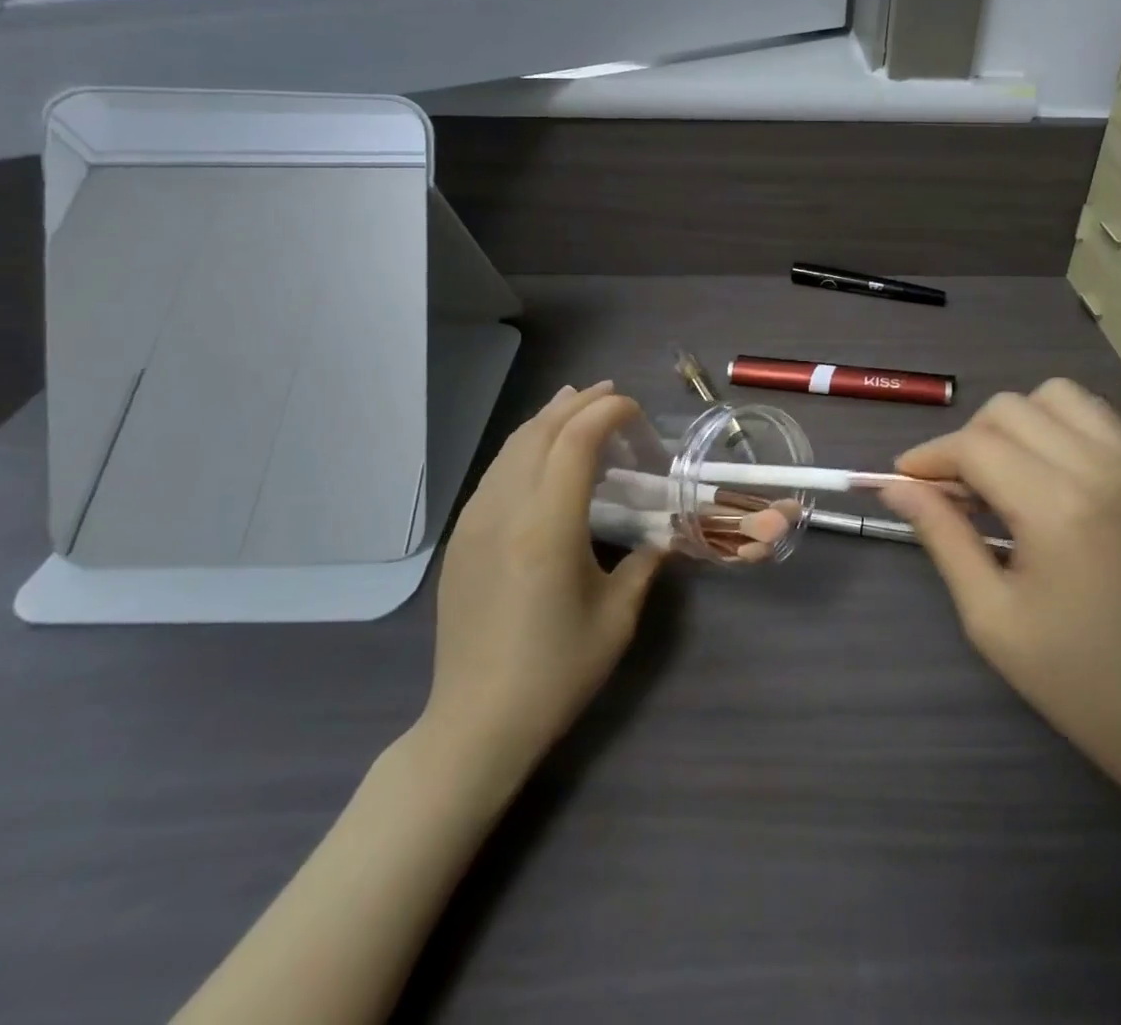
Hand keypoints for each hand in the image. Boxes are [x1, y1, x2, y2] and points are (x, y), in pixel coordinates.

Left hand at [413, 381, 662, 780]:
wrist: (476, 723)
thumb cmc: (556, 672)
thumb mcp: (617, 618)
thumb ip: (643, 564)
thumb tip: (659, 537)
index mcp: (548, 527)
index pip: (576, 440)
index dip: (609, 413)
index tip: (636, 413)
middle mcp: (505, 511)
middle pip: (541, 431)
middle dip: (580, 404)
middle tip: (613, 396)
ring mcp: (475, 522)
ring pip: (512, 446)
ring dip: (549, 419)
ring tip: (577, 405)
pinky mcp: (461, 538)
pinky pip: (496, 472)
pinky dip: (525, 446)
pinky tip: (540, 452)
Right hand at [881, 379, 1120, 804]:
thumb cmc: (1075, 677)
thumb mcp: (990, 615)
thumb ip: (942, 536)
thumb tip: (896, 487)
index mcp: (1058, 508)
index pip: (975, 446)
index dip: (929, 457)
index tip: (903, 482)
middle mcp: (1100, 468)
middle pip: (1009, 409)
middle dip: (966, 441)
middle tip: (952, 492)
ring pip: (1052, 396)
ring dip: (1013, 424)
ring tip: (1001, 475)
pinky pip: (1091, 413)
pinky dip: (1055, 423)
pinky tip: (1044, 471)